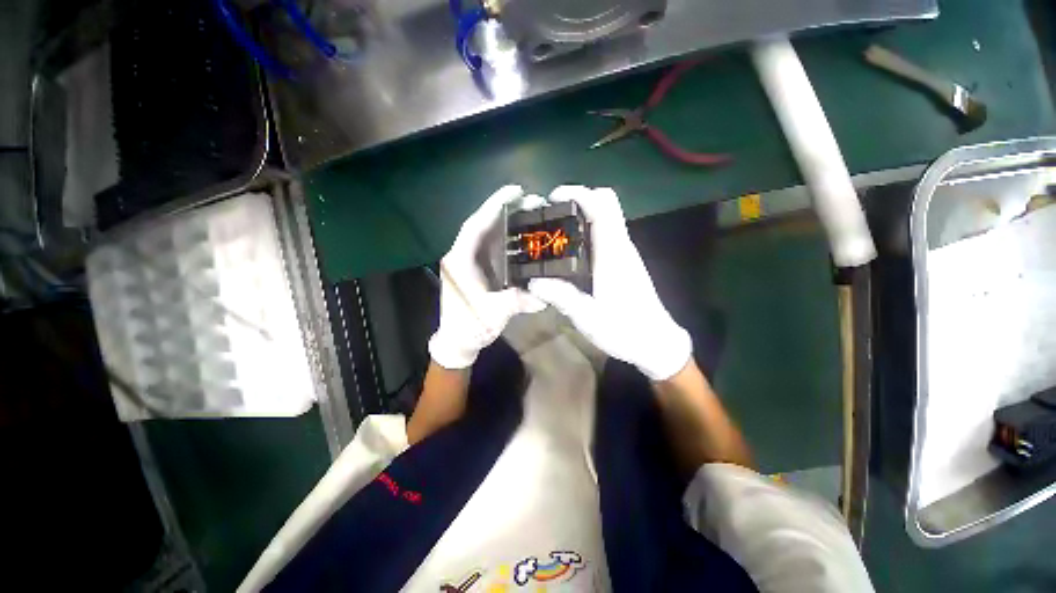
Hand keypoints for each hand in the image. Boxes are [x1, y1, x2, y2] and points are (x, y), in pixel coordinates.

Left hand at [428, 185, 545, 368]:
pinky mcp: (478, 268)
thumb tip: (544, 297)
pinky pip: (493, 246)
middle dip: (506, 209)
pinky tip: (524, 235)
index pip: (476, 225)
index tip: (515, 191)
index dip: (494, 205)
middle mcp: (463, 255)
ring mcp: (470, 261)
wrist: (458, 340)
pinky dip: (508, 237)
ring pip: (489, 234)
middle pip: (484, 225)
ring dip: (508, 221)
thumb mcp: (492, 314)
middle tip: (533, 201)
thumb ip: (515, 302)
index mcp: (460, 261)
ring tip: (532, 212)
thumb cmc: (468, 326)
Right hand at [527, 186, 691, 380]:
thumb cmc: (624, 329)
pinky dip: (586, 232)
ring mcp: (624, 253)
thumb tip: (532, 281)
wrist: (655, 342)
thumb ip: (560, 296)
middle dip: (577, 201)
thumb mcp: (587, 317)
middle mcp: (621, 246)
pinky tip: (569, 252)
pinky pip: (605, 235)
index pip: (603, 206)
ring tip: (553, 233)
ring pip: (605, 219)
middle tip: (550, 216)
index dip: (578, 193)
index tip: (553, 198)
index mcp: (613, 253)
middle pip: (605, 205)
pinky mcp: (624, 263)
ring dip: (580, 216)